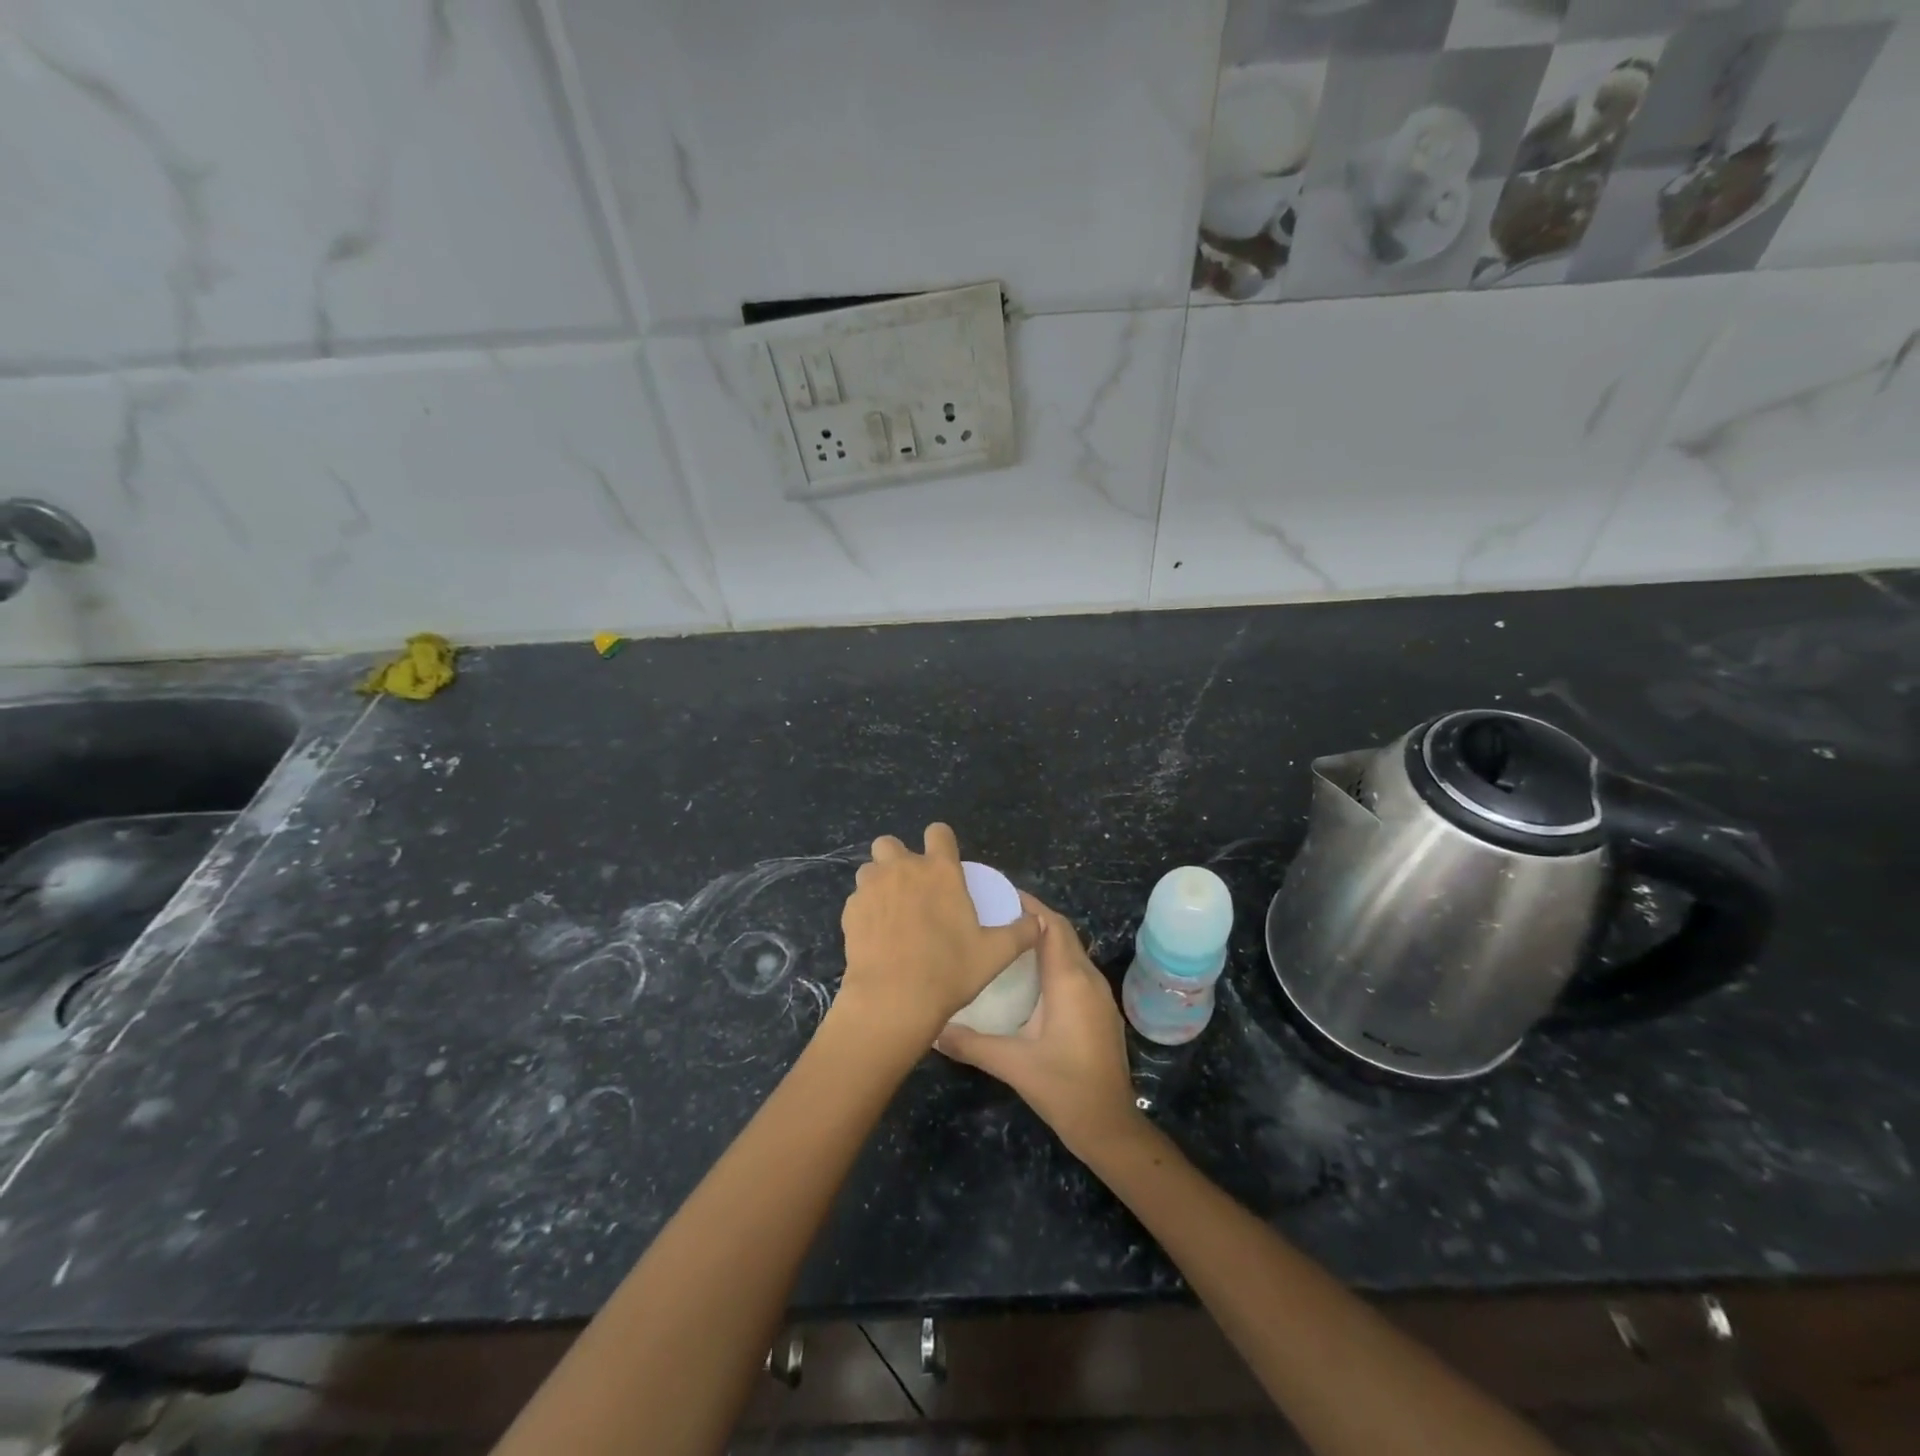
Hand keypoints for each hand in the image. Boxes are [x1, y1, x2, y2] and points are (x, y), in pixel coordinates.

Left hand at [836, 824, 1039, 1047]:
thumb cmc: (949, 971)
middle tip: (911, 888)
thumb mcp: (995, 954)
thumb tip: (1038, 923)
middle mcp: (903, 869)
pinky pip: (856, 899)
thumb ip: (1020, 933)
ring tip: (890, 910)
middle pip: (891, 843)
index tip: (944, 862)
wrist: (893, 999)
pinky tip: (875, 935)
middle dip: (898, 858)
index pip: (938, 832)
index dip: (941, 842)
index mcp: (940, 870)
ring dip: (878, 882)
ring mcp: (872, 888)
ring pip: (869, 869)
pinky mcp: (850, 911)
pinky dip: (865, 910)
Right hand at [935, 893, 1145, 1158]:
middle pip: (1062, 933)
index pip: (1051, 926)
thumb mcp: (1012, 1064)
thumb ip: (970, 1043)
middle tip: (995, 913)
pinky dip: (1054, 958)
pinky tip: (1029, 974)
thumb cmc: (1063, 1088)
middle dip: (1033, 917)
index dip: (1028, 906)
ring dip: (1044, 938)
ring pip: (1071, 950)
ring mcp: (1099, 995)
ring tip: (1006, 937)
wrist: (1109, 1126)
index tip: (997, 895)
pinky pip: (1076, 969)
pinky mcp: (1100, 1011)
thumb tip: (932, 1029)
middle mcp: (1088, 979)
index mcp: (1069, 981)